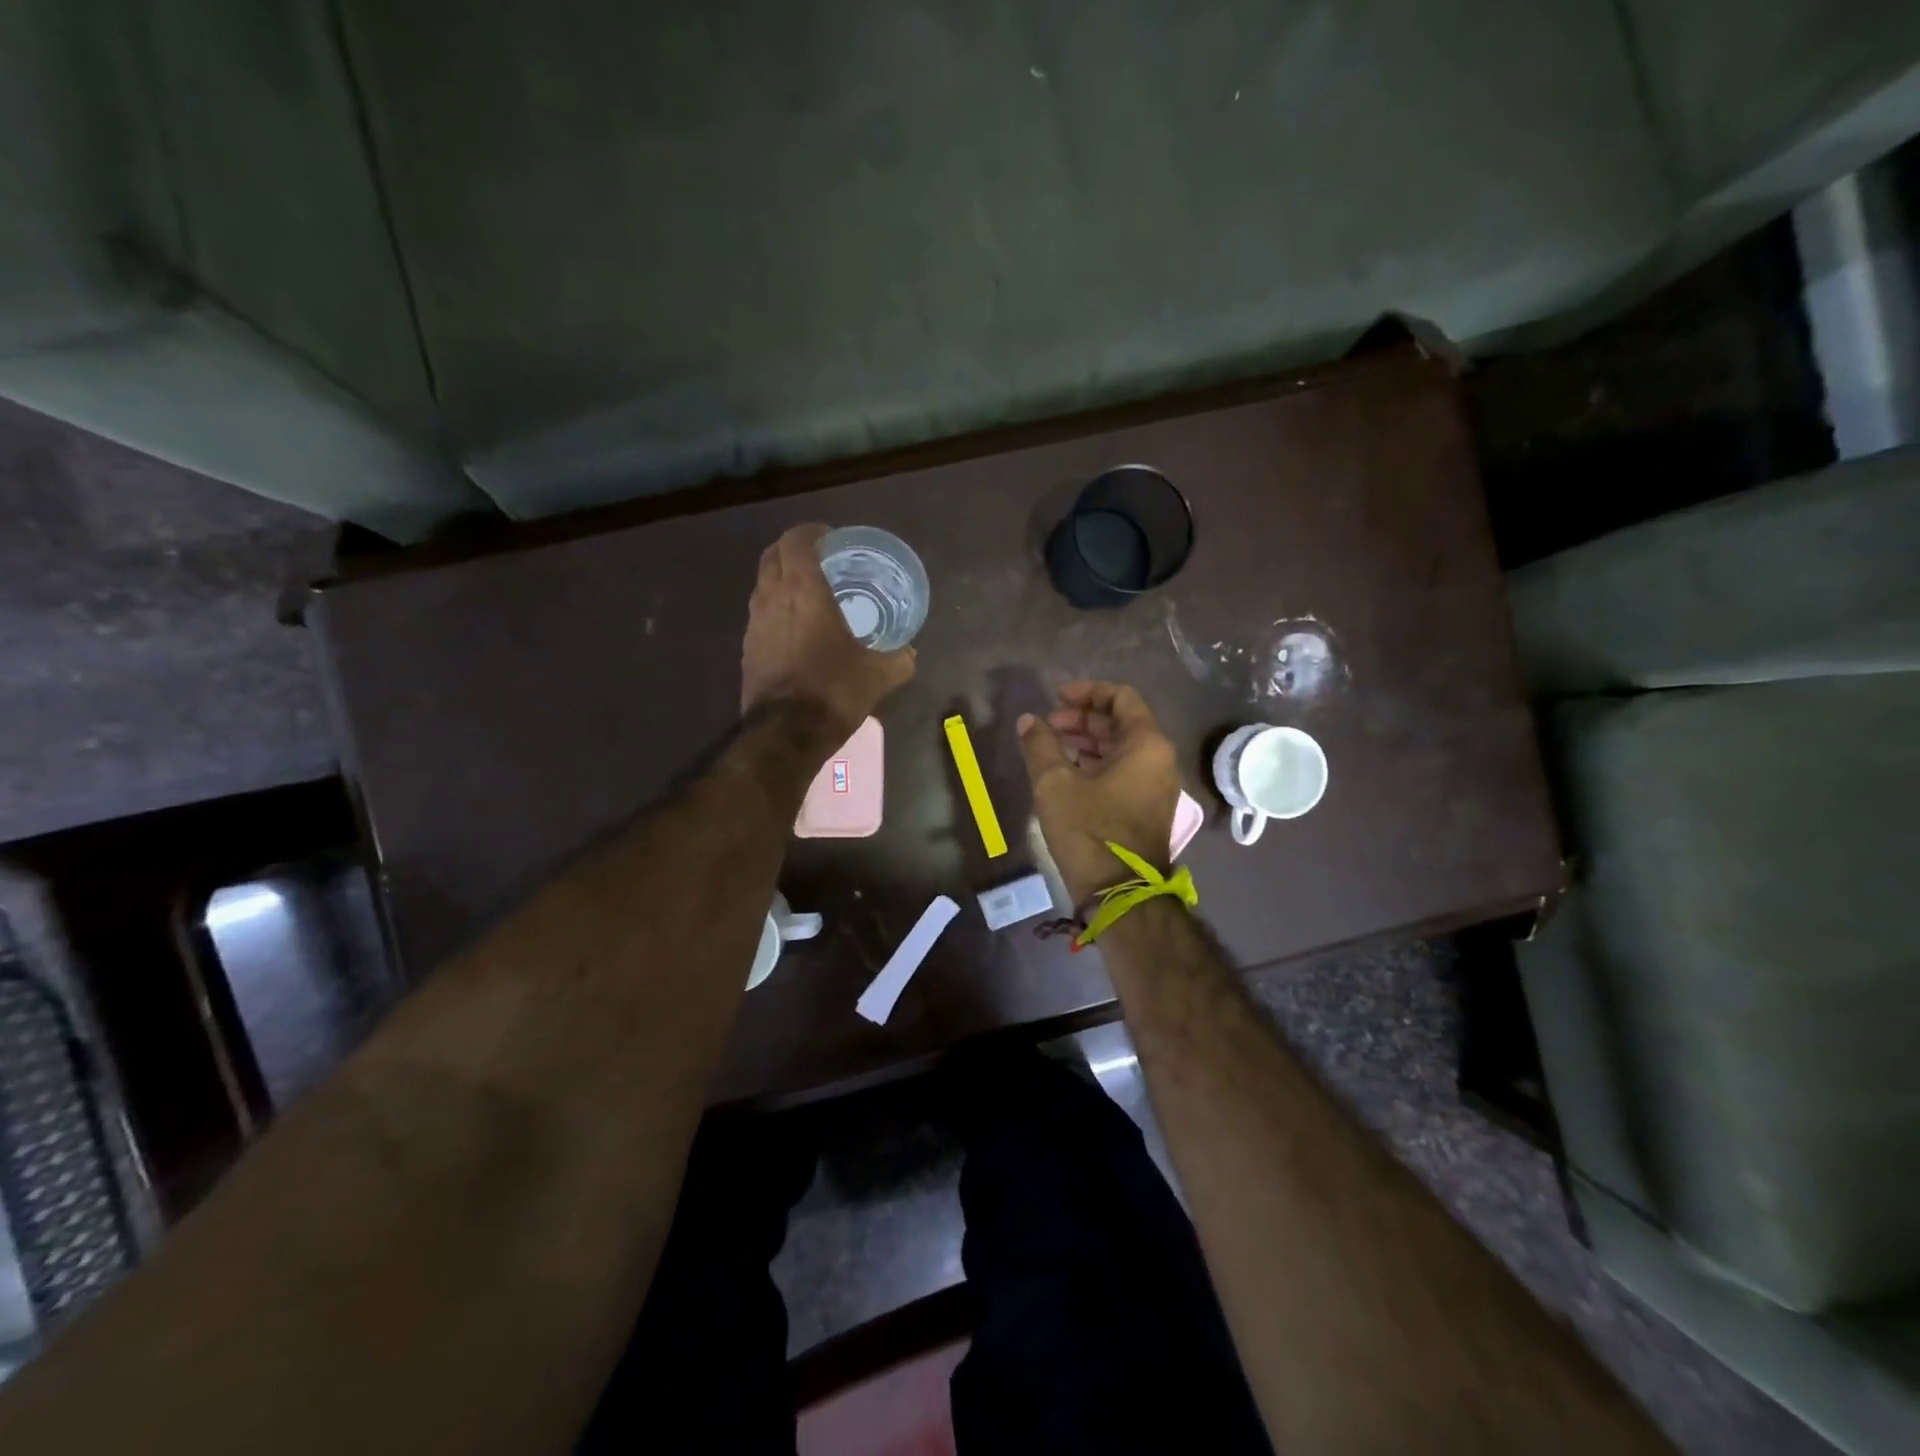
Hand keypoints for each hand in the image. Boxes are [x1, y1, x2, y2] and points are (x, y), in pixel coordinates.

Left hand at [741, 524, 914, 737]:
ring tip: (808, 593)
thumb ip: (898, 659)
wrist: (787, 733)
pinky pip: (760, 615)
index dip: (811, 532)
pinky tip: (796, 630)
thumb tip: (909, 653)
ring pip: (762, 585)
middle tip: (819, 560)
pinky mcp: (747, 649)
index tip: (830, 537)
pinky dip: (776, 609)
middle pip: (772, 556)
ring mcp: (754, 624)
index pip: (797, 541)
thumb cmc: (834, 690)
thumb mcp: (879, 675)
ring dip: (781, 579)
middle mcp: (772, 598)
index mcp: (804, 591)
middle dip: (793, 550)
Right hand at [1017, 681, 1181, 904]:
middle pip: (1122, 723)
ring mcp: (1157, 787)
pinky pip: (1124, 772)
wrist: (1120, 894)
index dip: (1087, 692)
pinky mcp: (1148, 810)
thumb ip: (1040, 745)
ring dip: (1087, 743)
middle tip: (1048, 727)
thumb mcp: (1055, 784)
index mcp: (1146, 744)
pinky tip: (1067, 774)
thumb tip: (1029, 720)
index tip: (1056, 699)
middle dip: (1083, 720)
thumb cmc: (1090, 831)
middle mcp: (1160, 760)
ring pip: (1122, 749)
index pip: (1122, 698)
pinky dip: (1097, 765)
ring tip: (1052, 749)